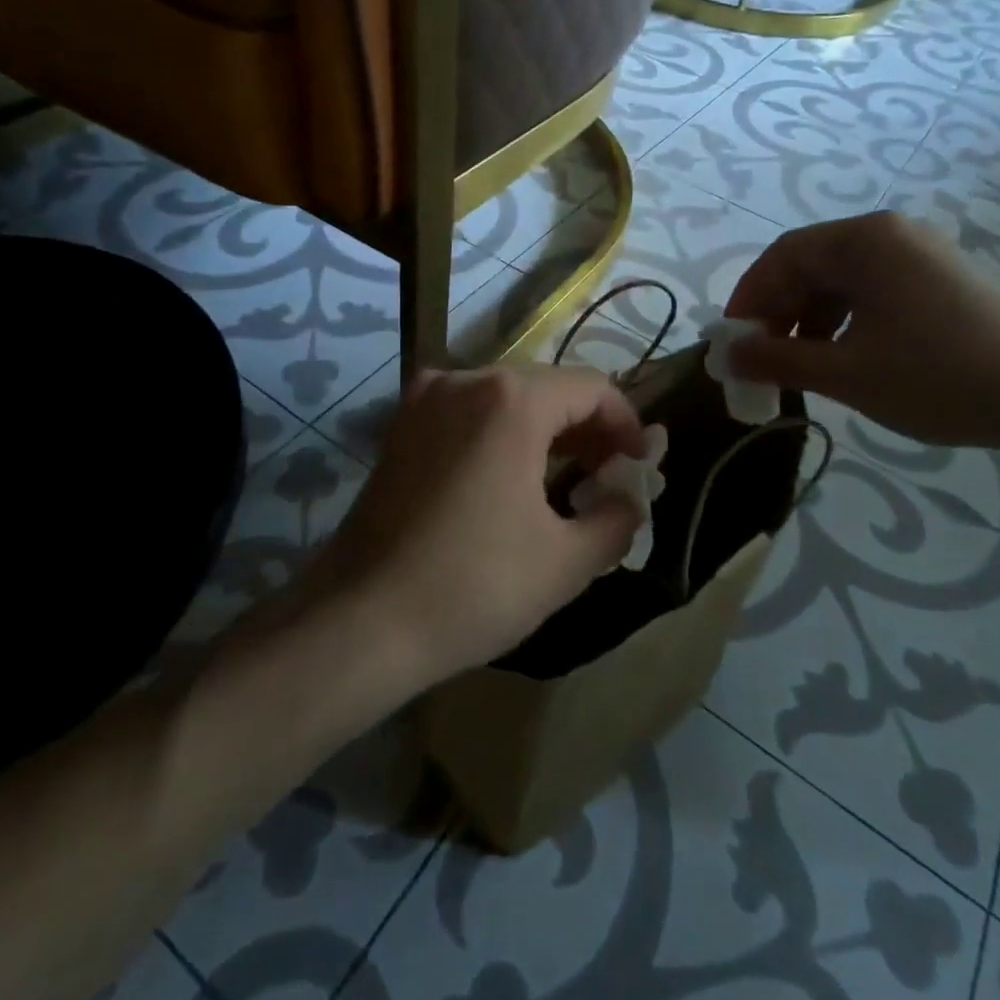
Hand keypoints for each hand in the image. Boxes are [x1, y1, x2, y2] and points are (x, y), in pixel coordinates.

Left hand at [309, 364, 647, 689]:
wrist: (359, 620)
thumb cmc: (473, 586)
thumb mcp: (567, 561)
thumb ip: (617, 518)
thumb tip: (630, 497)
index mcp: (511, 399)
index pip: (592, 388)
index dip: (626, 423)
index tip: (640, 465)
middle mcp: (466, 379)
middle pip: (548, 386)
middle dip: (587, 427)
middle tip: (607, 476)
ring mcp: (425, 399)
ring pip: (506, 397)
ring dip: (545, 429)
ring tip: (567, 479)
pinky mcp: (401, 426)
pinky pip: (468, 412)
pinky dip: (501, 432)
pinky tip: (510, 478)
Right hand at [725, 212, 999, 450]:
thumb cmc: (936, 378)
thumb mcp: (844, 372)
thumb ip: (776, 359)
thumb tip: (725, 355)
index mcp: (866, 240)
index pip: (784, 256)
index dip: (749, 297)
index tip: (732, 340)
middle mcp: (891, 233)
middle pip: (811, 263)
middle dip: (778, 310)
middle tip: (760, 356)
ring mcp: (920, 252)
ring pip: (840, 278)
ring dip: (808, 317)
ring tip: (797, 362)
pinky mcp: (939, 277)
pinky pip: (871, 288)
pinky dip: (842, 318)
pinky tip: (839, 354)